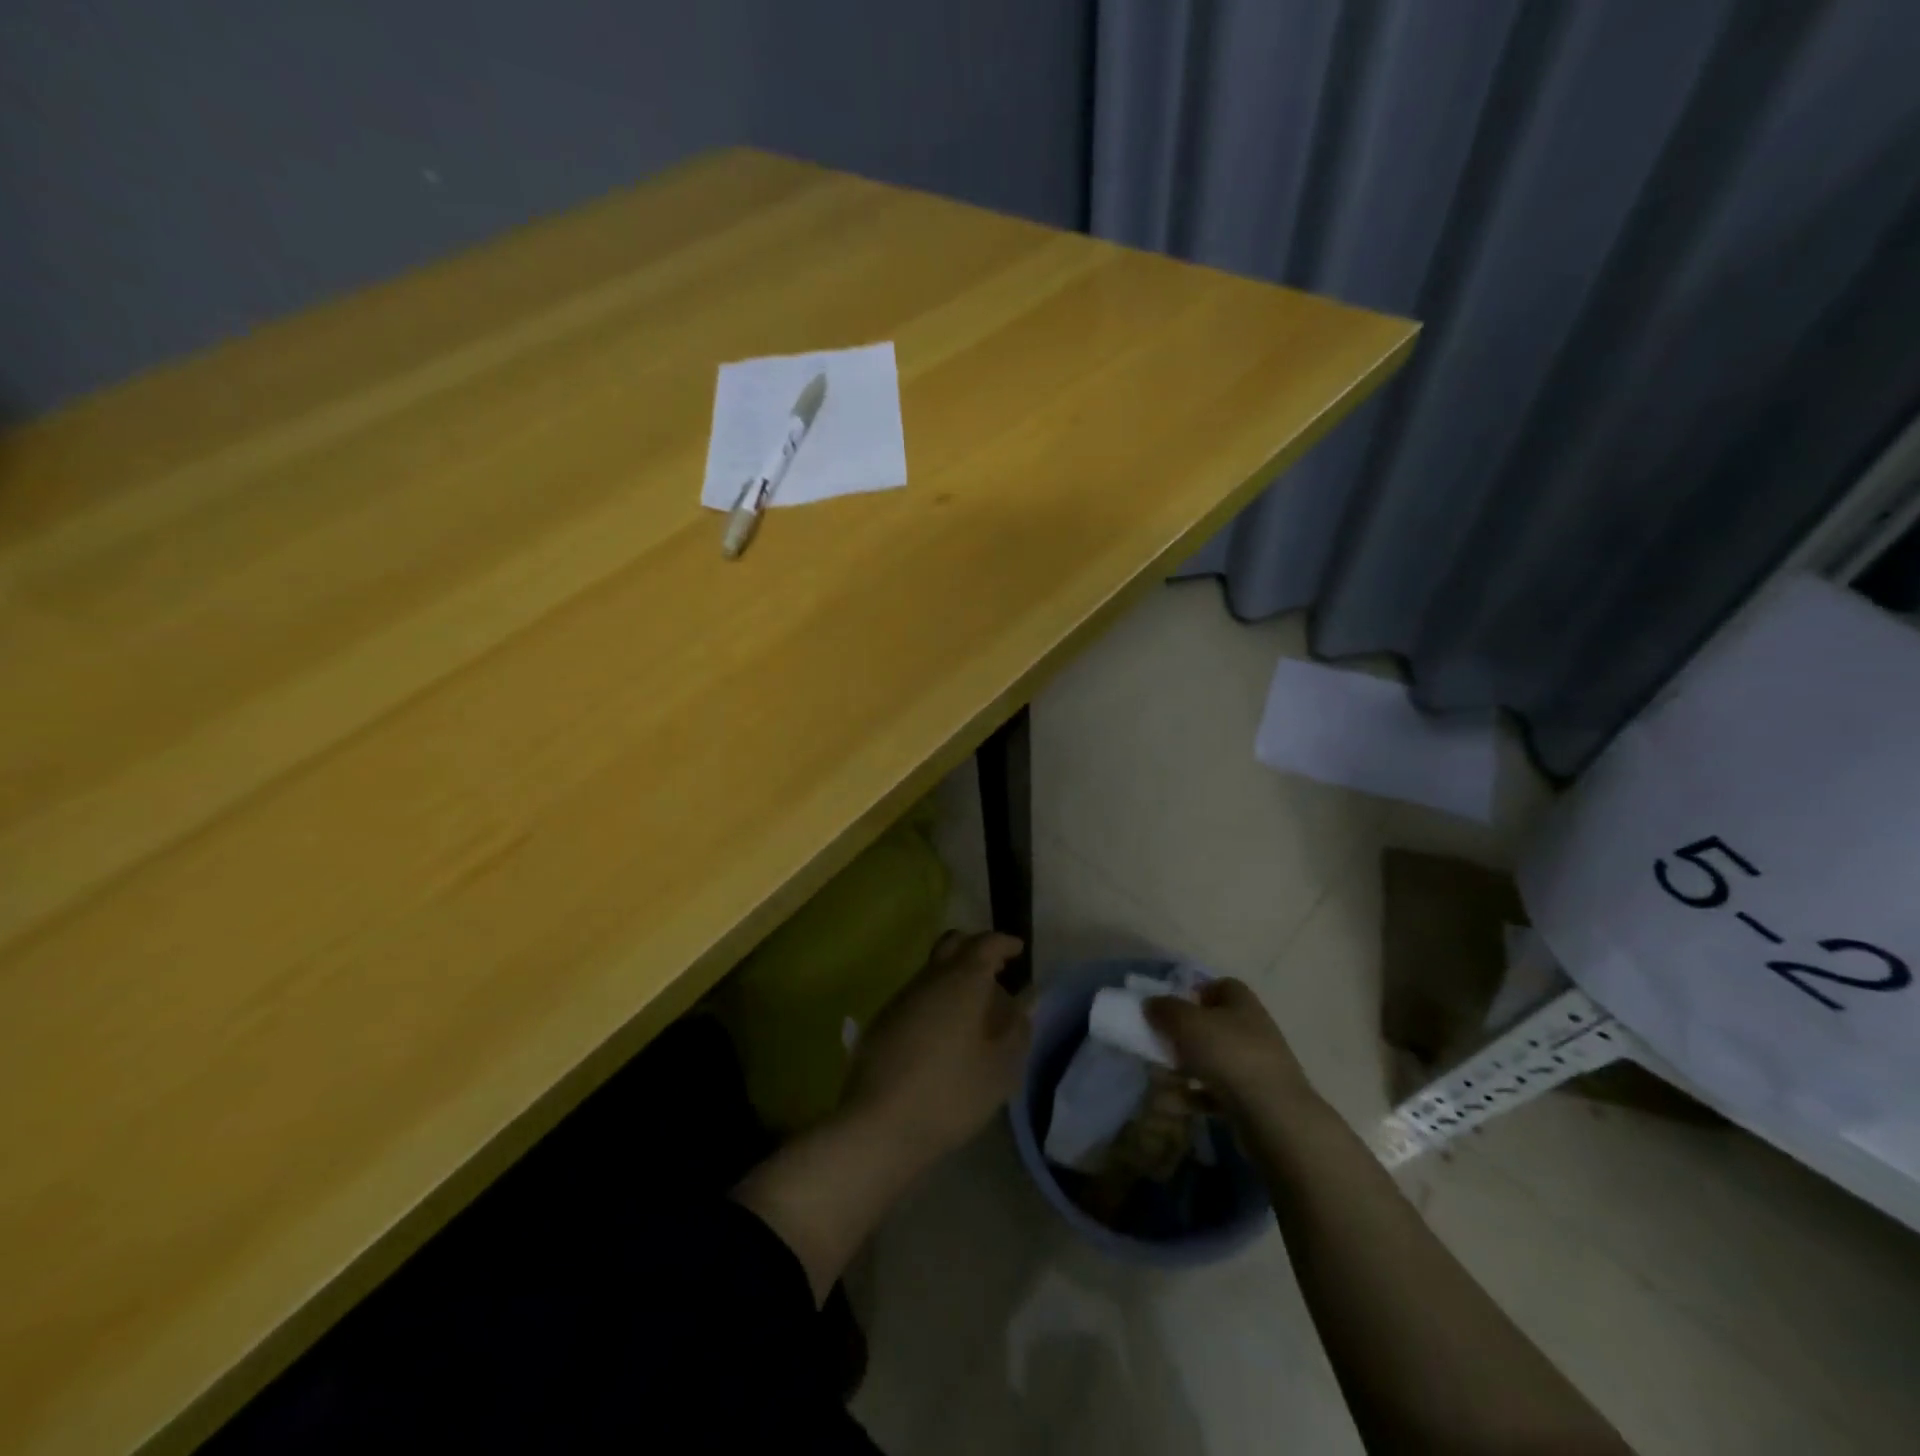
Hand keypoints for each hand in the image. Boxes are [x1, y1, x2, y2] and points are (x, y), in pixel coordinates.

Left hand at [842, 931, 1031, 1158]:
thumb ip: (1017, 1028)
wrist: (879, 1124)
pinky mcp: (883, 1020)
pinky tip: (945, 1033)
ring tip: (976, 1009)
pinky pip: (918, 994)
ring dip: (955, 976)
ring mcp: (902, 997)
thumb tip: (1027, 998)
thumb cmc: (951, 1093)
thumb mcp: (1001, 1068)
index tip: (1018, 950)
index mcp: (962, 980)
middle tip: (997, 970)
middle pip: (953, 943)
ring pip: (934, 969)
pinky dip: (937, 999)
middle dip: (976, 948)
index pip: (986, 943)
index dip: (1004, 943)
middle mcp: (930, 978)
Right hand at [1144, 978, 1317, 1114]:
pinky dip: (1193, 1096)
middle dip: (1184, 1035)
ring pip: (1212, 1061)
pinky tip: (1172, 1105)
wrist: (1274, 1116)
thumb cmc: (1229, 1054)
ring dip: (1184, 1069)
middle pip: (1214, 1025)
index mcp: (1242, 1003)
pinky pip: (1216, 1092)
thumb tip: (1151, 1003)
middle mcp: (1252, 1030)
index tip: (1172, 1007)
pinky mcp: (1253, 1100)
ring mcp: (1255, 1067)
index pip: (1221, 986)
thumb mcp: (1187, 1022)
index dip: (1196, 992)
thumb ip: (1165, 1009)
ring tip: (1159, 1079)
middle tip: (1160, 1044)